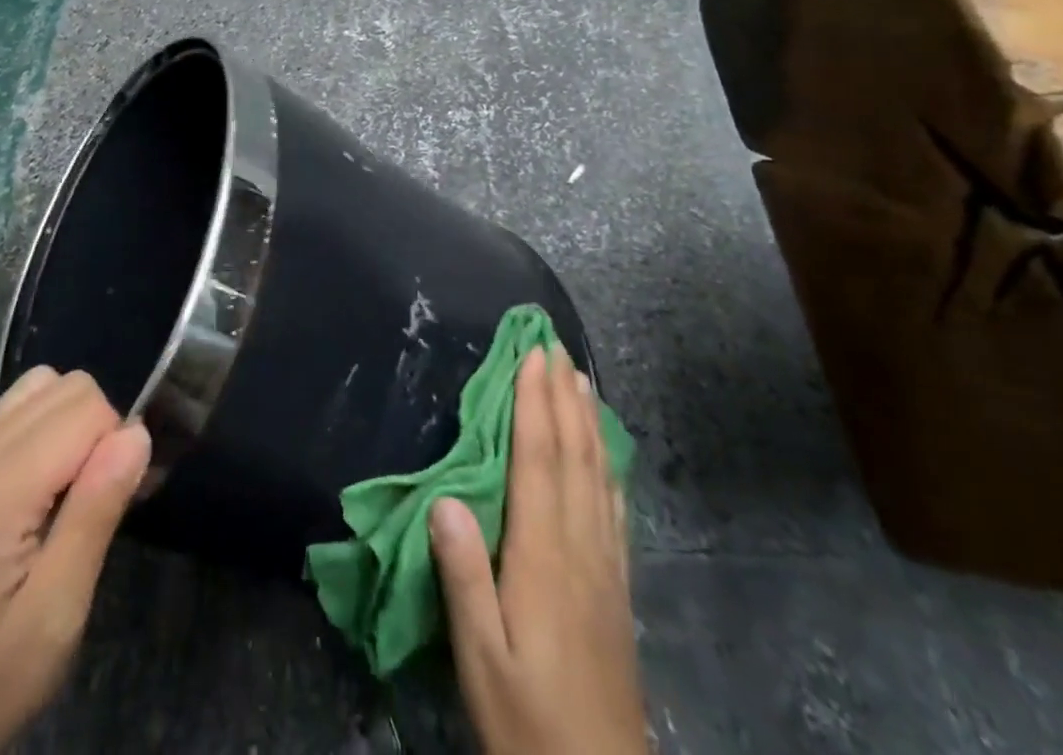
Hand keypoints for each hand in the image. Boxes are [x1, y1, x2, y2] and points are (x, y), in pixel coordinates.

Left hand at [0, 366, 151, 754]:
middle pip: (64, 385)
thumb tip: (138, 432)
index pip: (84, 407)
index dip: (115, 443)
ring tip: (69, 489)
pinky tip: (37, 489)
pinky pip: (11, 412)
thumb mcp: (56, 614)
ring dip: (70, 422)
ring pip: (38, 387)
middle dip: (97, 427)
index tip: (114, 502)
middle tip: (93, 500)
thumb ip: (96, 512)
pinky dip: (41, 429)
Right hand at [429, 345, 646, 754]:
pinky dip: (608, 463)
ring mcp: (605, 565)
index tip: (531, 354)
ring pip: (598, 472)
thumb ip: (464, 577)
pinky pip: (614, 506)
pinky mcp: (618, 586)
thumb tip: (445, 498)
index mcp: (543, 555)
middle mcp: (580, 546)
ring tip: (581, 378)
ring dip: (587, 418)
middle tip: (554, 345)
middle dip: (563, 394)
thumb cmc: (529, 722)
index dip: (535, 403)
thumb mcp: (481, 659)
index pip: (539, 460)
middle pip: (573, 453)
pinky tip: (607, 452)